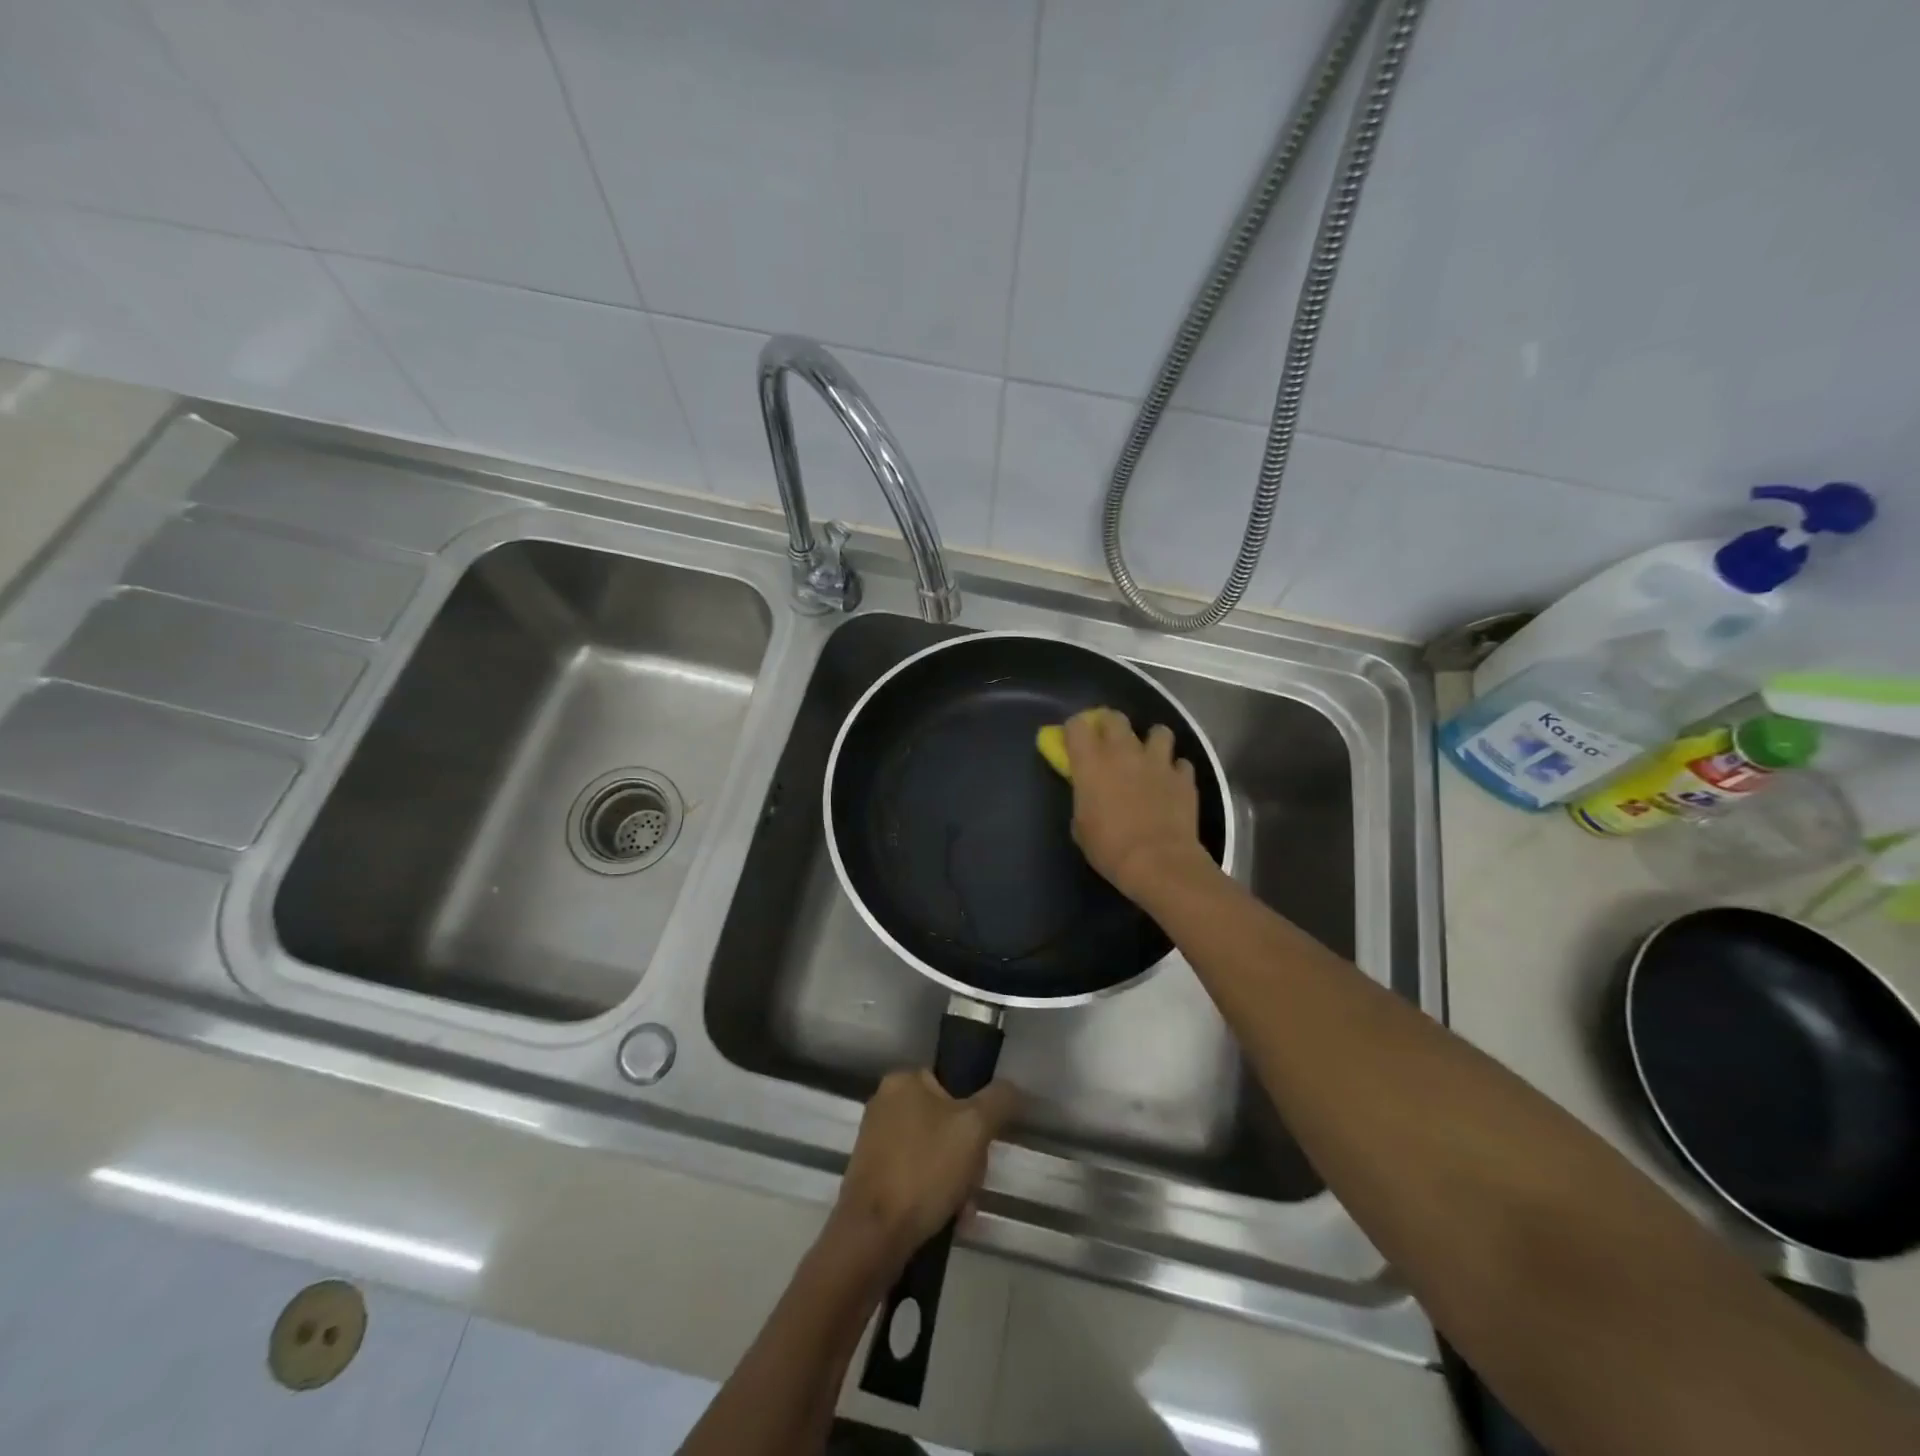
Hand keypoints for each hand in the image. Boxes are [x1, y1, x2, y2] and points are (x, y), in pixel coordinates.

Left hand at [831, 1070, 1018, 1267]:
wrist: (872, 1237)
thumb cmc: (923, 1170)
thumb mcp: (975, 1127)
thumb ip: (999, 1100)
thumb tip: (1012, 1089)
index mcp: (903, 1081)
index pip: (955, 1086)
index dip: (977, 1116)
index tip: (985, 1145)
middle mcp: (885, 1105)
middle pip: (947, 1124)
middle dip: (968, 1158)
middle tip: (974, 1184)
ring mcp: (876, 1143)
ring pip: (935, 1155)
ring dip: (956, 1183)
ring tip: (963, 1211)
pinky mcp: (873, 1178)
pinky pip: (917, 1178)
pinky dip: (935, 1197)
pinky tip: (949, 1221)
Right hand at [1063, 707, 1212, 901]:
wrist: (1158, 862)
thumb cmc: (1109, 848)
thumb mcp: (1081, 826)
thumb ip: (1084, 799)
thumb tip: (1090, 794)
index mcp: (1091, 763)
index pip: (1077, 725)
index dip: (1075, 730)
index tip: (1074, 742)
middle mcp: (1124, 752)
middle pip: (1115, 717)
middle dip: (1110, 725)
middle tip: (1108, 744)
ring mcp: (1158, 761)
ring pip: (1158, 731)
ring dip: (1151, 742)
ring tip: (1149, 758)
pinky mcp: (1184, 777)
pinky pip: (1181, 763)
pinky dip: (1175, 770)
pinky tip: (1171, 784)